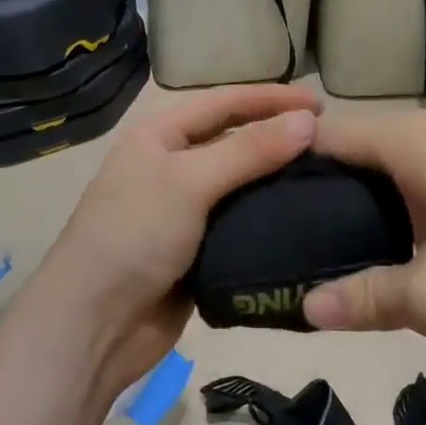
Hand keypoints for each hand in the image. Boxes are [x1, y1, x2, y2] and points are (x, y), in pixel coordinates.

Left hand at [28, 85, 320, 392]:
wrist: (94, 324)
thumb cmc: (135, 235)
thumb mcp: (190, 182)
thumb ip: (249, 151)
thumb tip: (308, 121)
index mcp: (159, 136)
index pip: (223, 103)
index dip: (271, 99)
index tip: (321, 102)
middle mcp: (171, 166)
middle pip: (233, 141)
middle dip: (277, 137)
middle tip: (331, 142)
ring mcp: (184, 211)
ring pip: (240, 185)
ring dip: (277, 180)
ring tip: (328, 179)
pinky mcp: (198, 250)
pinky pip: (240, 224)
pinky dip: (269, 219)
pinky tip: (304, 220)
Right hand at [302, 102, 425, 354]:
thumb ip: (362, 298)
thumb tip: (303, 309)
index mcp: (417, 139)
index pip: (331, 132)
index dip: (291, 161)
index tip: (265, 200)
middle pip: (366, 138)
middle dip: (334, 180)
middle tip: (306, 234)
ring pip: (402, 146)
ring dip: (377, 183)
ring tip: (356, 237)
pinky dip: (413, 181)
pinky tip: (418, 227)